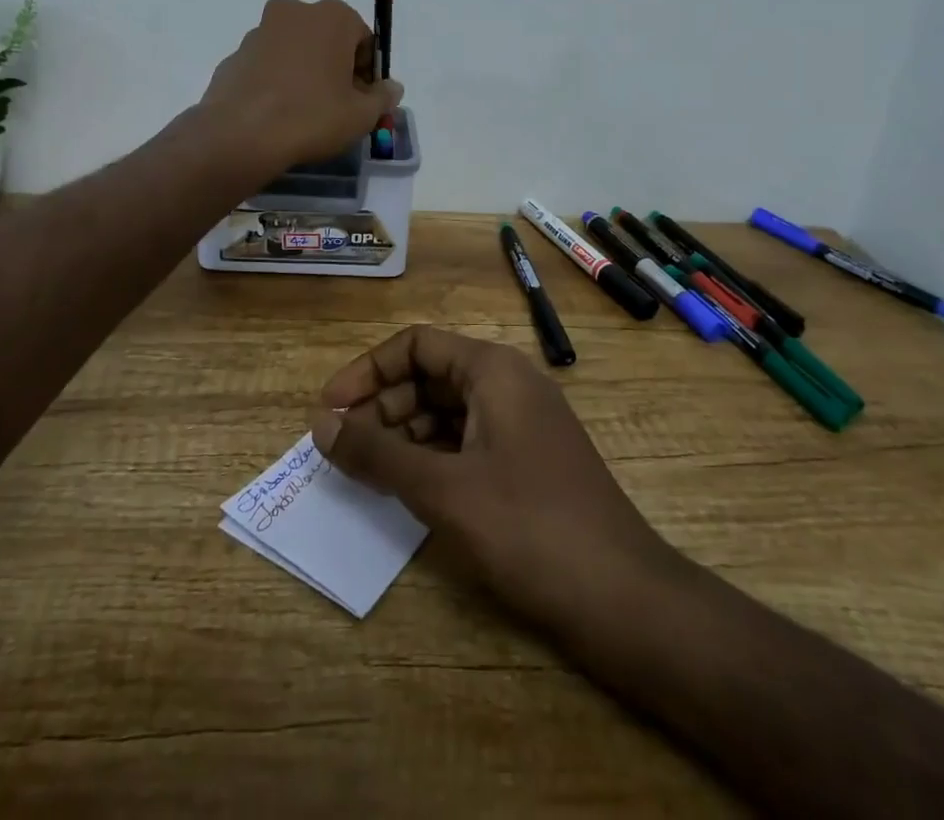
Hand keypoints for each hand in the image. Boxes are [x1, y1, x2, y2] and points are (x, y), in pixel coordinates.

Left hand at [199, 0, 402, 171]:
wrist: (240, 134)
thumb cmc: (312, 116)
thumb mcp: (361, 115)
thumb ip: (383, 98)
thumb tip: (391, 88)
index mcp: (332, 16)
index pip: (363, 39)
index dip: (368, 72)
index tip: (363, 99)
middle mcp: (294, 12)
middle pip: (328, 39)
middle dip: (336, 67)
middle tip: (338, 106)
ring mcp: (259, 31)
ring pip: (295, 50)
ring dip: (305, 72)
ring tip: (305, 112)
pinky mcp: (235, 55)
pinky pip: (268, 66)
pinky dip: (277, 81)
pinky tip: (278, 113)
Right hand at [310, 325, 673, 633]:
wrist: (623, 598)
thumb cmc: (528, 527)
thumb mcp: (442, 489)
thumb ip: (377, 453)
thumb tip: (320, 424)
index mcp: (492, 369)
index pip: (415, 344)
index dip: (366, 371)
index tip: (328, 410)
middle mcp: (508, 384)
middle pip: (430, 375)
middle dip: (381, 406)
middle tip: (340, 448)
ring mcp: (522, 424)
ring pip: (447, 411)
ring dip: (403, 434)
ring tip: (365, 471)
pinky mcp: (528, 463)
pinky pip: (467, 442)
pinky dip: (431, 457)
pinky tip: (407, 490)